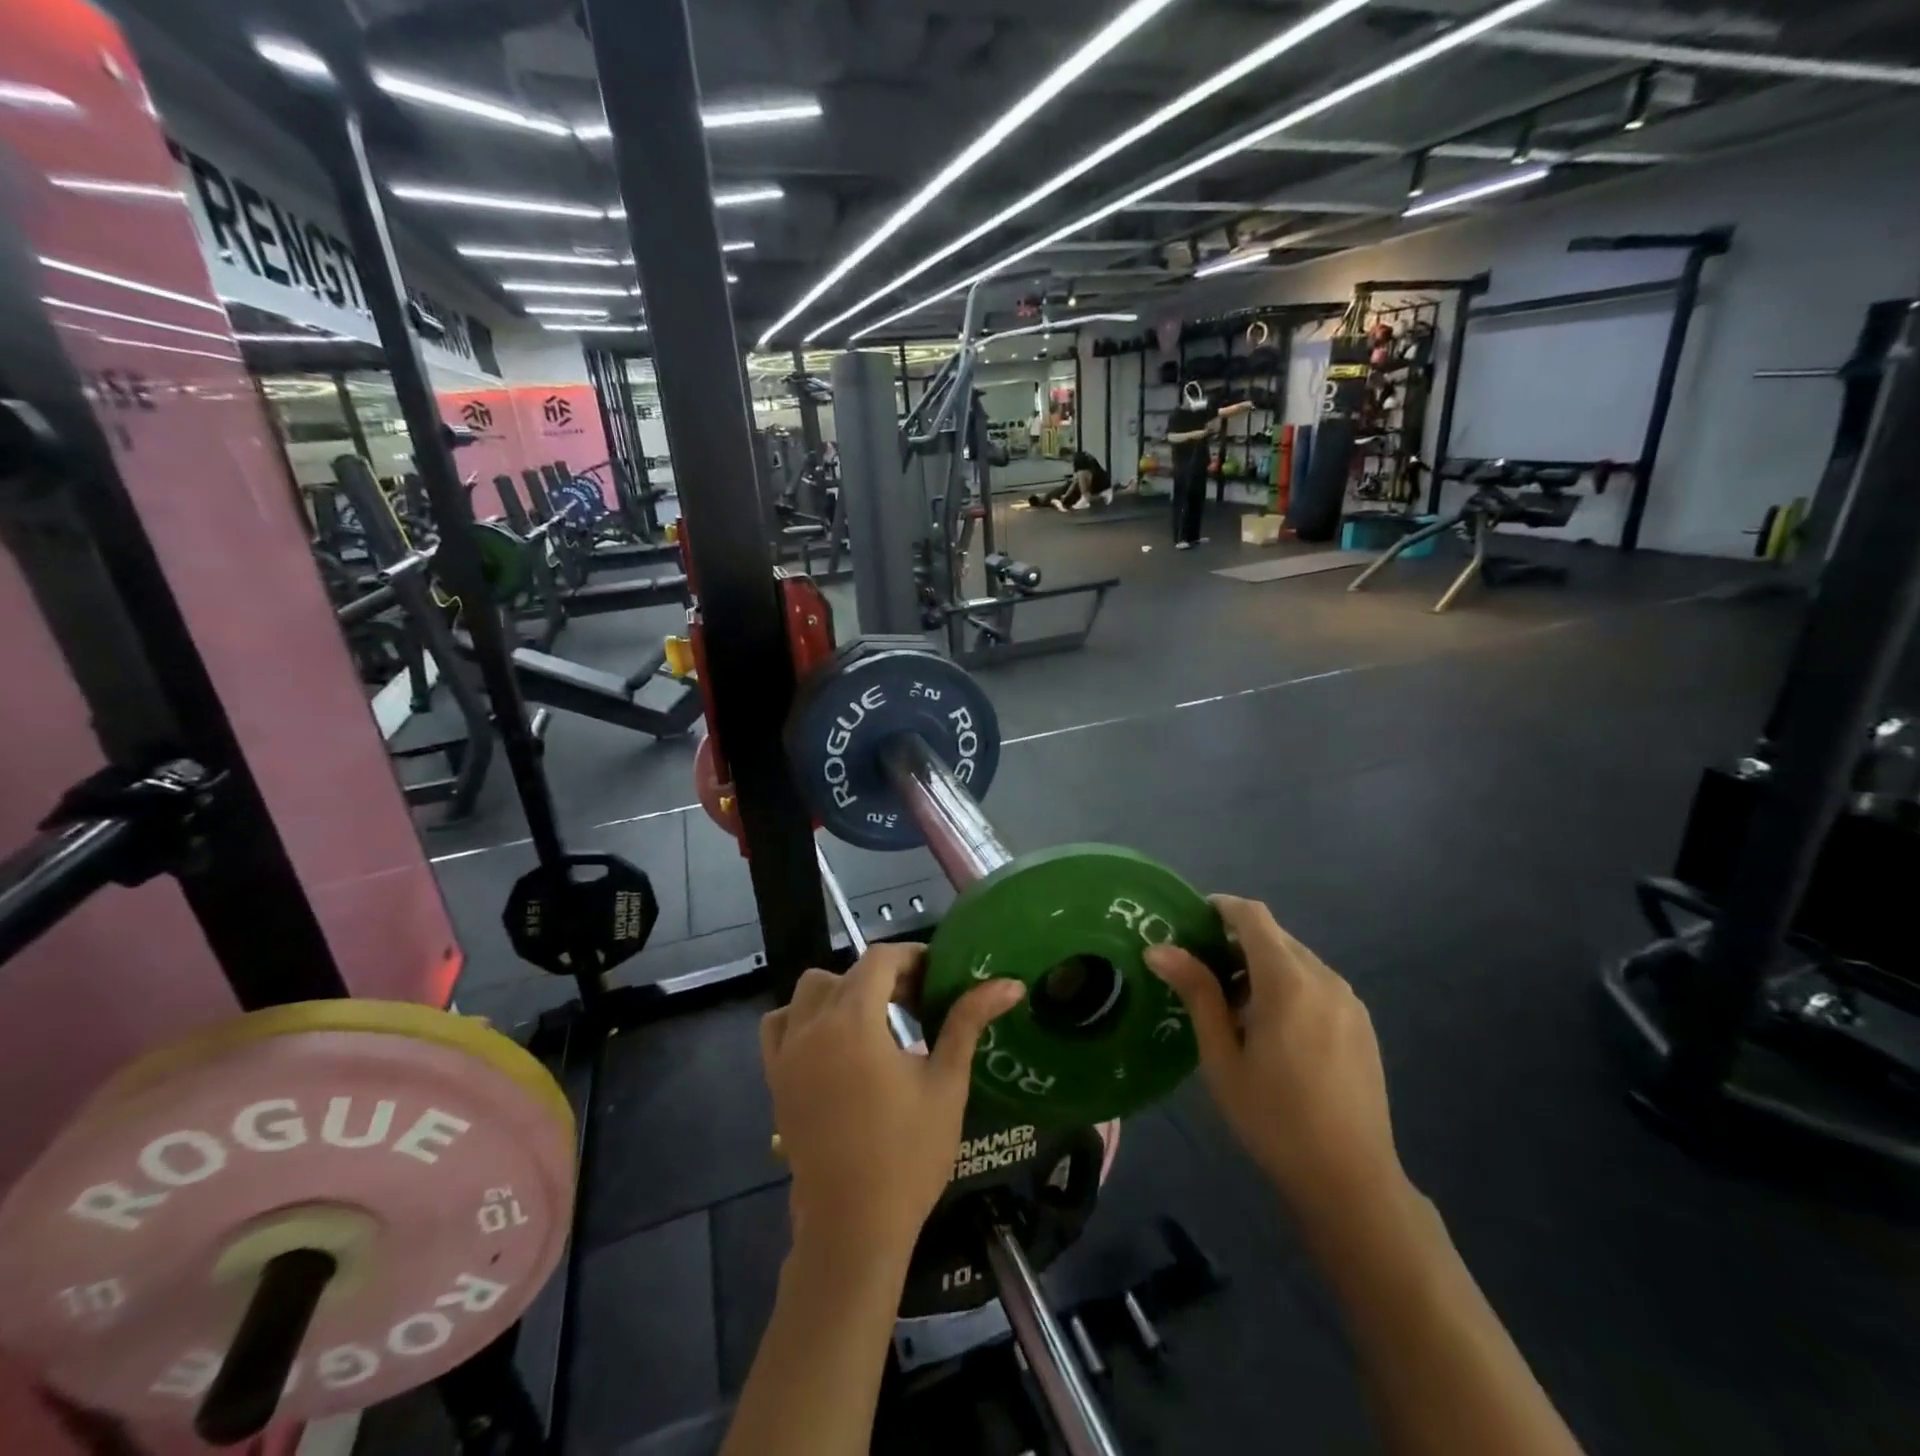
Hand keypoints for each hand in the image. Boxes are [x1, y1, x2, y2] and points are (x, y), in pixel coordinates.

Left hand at [760, 945, 1024, 1261]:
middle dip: (883, 976)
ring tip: (873, 1020)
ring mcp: (787, 1052)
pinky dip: (803, 1017)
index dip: (911, 958)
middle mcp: (813, 1025)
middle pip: (847, 972)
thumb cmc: (907, 1153)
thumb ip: (968, 1022)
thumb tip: (1010, 984)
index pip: (880, 960)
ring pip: (809, 991)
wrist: (853, 1227)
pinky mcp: (776, 1078)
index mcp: (854, 1020)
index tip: (937, 976)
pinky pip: (780, 1024)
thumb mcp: (946, 1083)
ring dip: (842, 992)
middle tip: (917, 1002)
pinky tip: (831, 1041)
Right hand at [1146, 896, 1404, 1221]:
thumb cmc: (1273, 1118)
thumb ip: (1197, 993)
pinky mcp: (1362, 1022)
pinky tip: (1274, 1028)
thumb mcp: (1222, 1057)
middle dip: (1237, 941)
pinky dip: (1289, 985)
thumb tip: (1158, 948)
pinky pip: (1318, 983)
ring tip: (1234, 1006)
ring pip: (1297, 959)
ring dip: (1263, 965)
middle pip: (1275, 936)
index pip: (1253, 916)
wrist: (1351, 1180)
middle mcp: (1324, 978)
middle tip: (1202, 972)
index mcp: (1288, 982)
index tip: (1191, 921)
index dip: (1221, 907)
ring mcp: (1349, 1000)